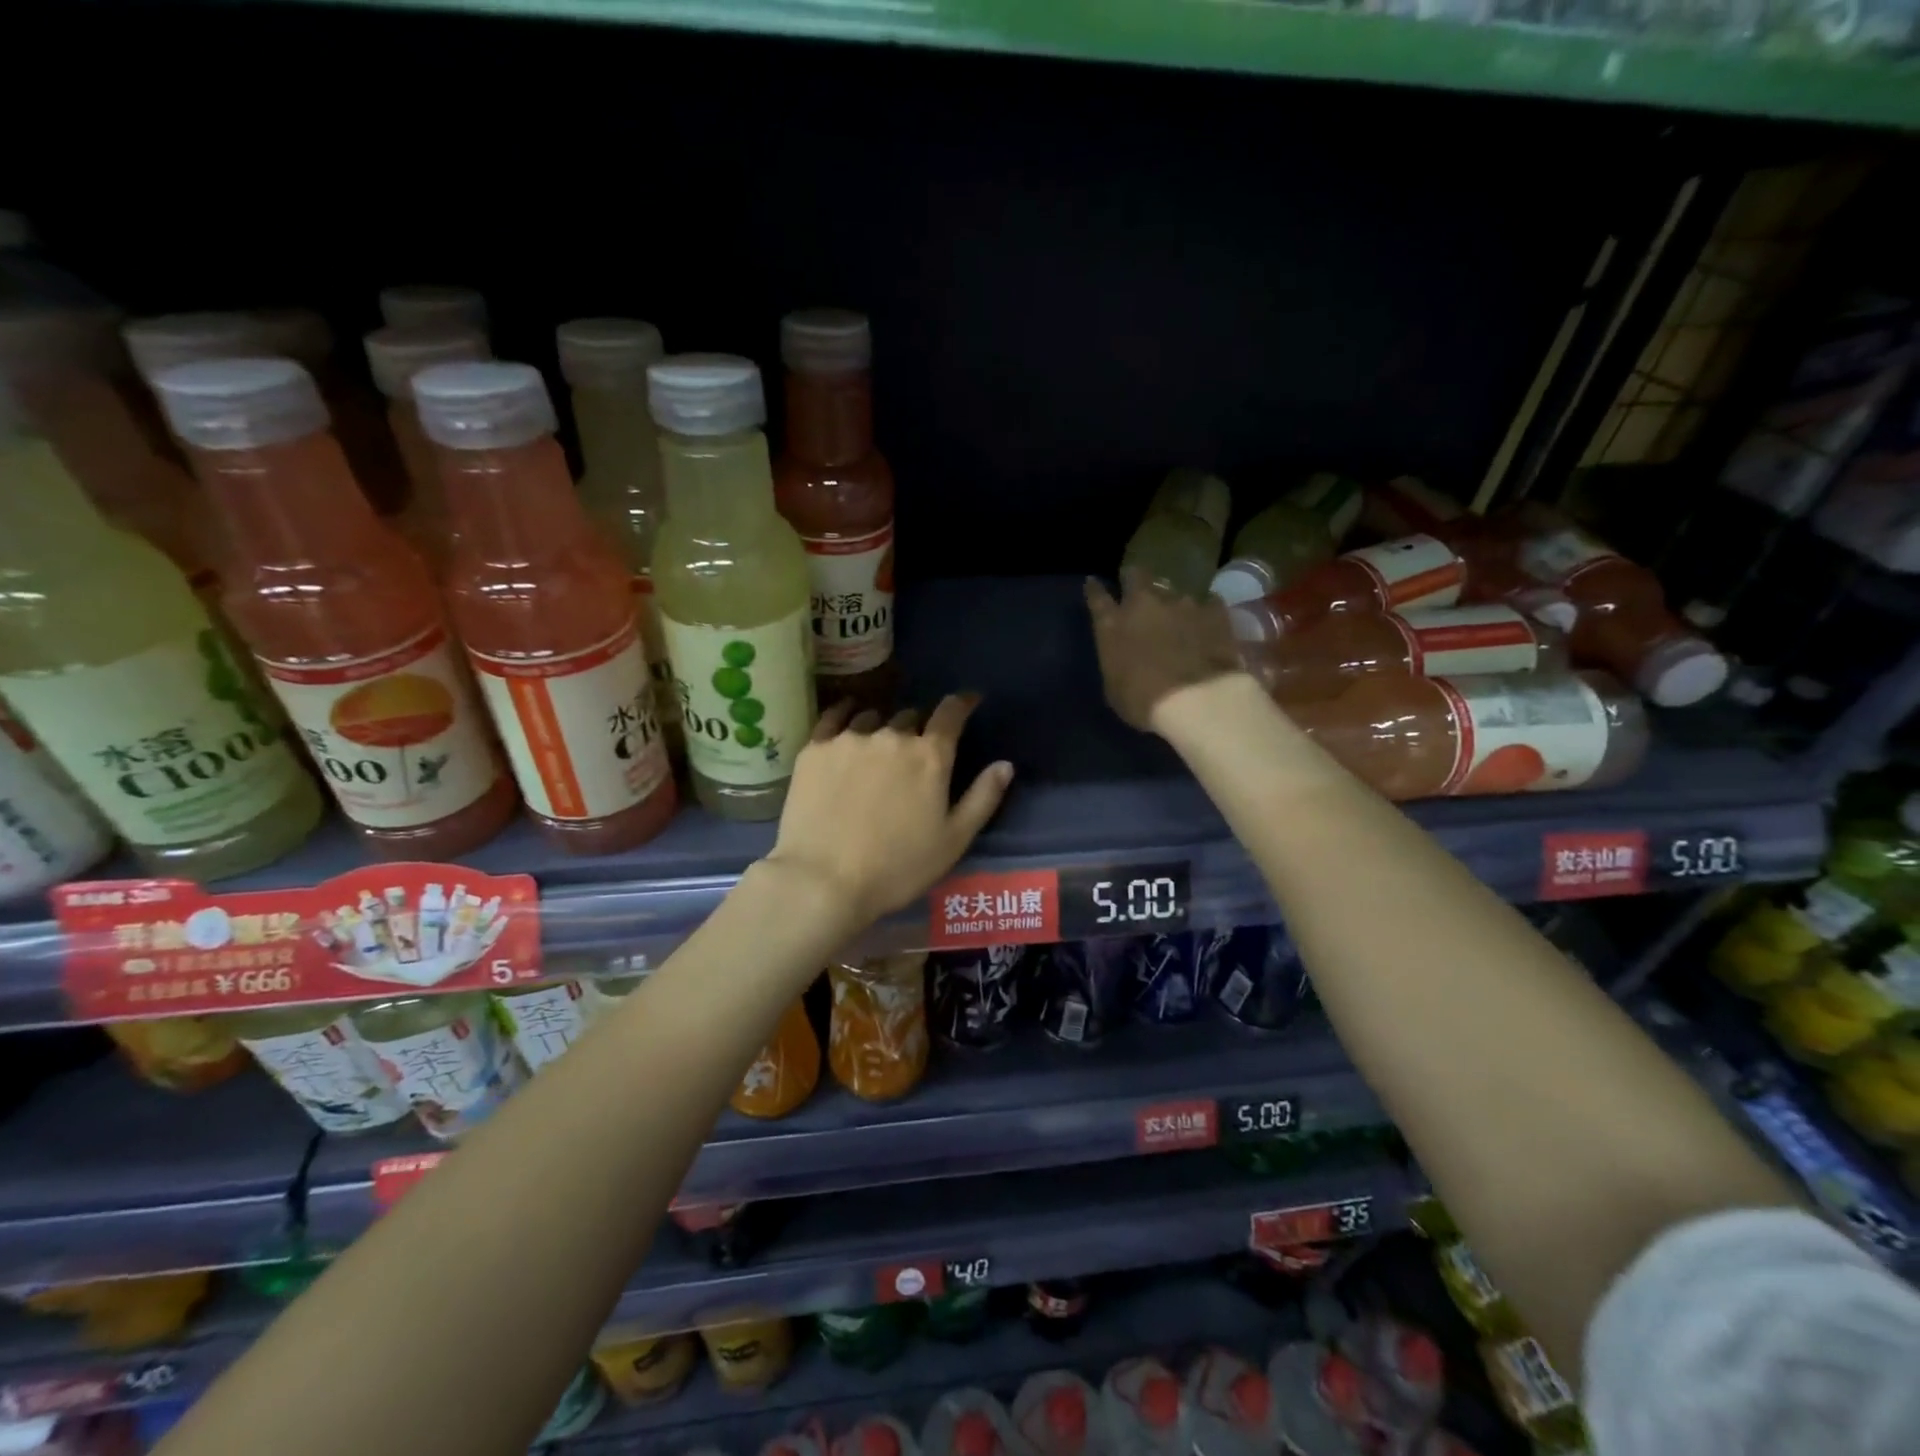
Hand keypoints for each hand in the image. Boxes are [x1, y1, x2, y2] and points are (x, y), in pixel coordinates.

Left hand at [764, 696, 1013, 927]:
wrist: (823, 881)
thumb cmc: (897, 867)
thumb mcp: (953, 840)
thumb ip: (983, 798)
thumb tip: (1005, 765)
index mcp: (930, 756)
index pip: (952, 712)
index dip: (963, 703)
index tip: (968, 700)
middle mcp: (892, 735)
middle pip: (911, 717)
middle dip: (918, 728)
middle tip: (915, 751)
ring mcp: (850, 739)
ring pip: (873, 719)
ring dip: (882, 728)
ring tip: (877, 749)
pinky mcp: (814, 749)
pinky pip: (834, 718)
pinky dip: (845, 715)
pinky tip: (846, 718)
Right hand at [1085, 568, 1245, 732]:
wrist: (1197, 700)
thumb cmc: (1144, 702)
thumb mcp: (1115, 687)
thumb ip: (1117, 661)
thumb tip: (1123, 655)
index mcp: (1113, 625)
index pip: (1097, 597)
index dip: (1095, 589)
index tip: (1093, 583)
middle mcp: (1144, 604)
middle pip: (1136, 576)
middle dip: (1134, 578)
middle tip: (1137, 585)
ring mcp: (1181, 603)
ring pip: (1172, 590)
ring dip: (1172, 601)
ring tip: (1178, 615)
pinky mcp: (1213, 610)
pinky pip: (1207, 602)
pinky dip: (1205, 610)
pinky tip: (1208, 621)